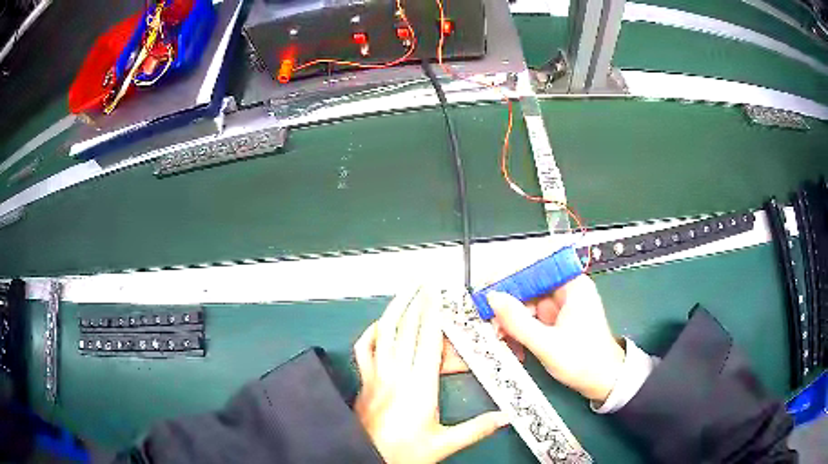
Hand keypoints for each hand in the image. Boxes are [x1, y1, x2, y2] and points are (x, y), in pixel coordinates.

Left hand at [354, 287, 508, 463]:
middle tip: (424, 280)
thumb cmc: (404, 453)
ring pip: (384, 333)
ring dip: (394, 308)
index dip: (431, 313)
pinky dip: (371, 333)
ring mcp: (376, 375)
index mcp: (419, 387)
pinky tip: (380, 325)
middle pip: (406, 329)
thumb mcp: (445, 444)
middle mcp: (396, 375)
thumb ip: (477, 429)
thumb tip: (505, 417)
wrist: (365, 458)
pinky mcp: (364, 381)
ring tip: (404, 290)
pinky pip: (364, 350)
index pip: (427, 340)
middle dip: (416, 301)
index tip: (436, 292)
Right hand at [486, 275, 624, 402]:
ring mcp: (562, 307)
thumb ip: (517, 321)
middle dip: (509, 309)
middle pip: (529, 290)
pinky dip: (522, 332)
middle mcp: (567, 291)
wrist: (603, 383)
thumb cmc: (582, 361)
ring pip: (528, 307)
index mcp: (572, 286)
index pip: (535, 269)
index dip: (509, 278)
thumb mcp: (546, 344)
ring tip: (503, 342)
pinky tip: (516, 348)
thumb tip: (492, 297)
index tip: (487, 291)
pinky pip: (534, 320)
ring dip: (513, 324)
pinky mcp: (559, 322)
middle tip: (492, 326)